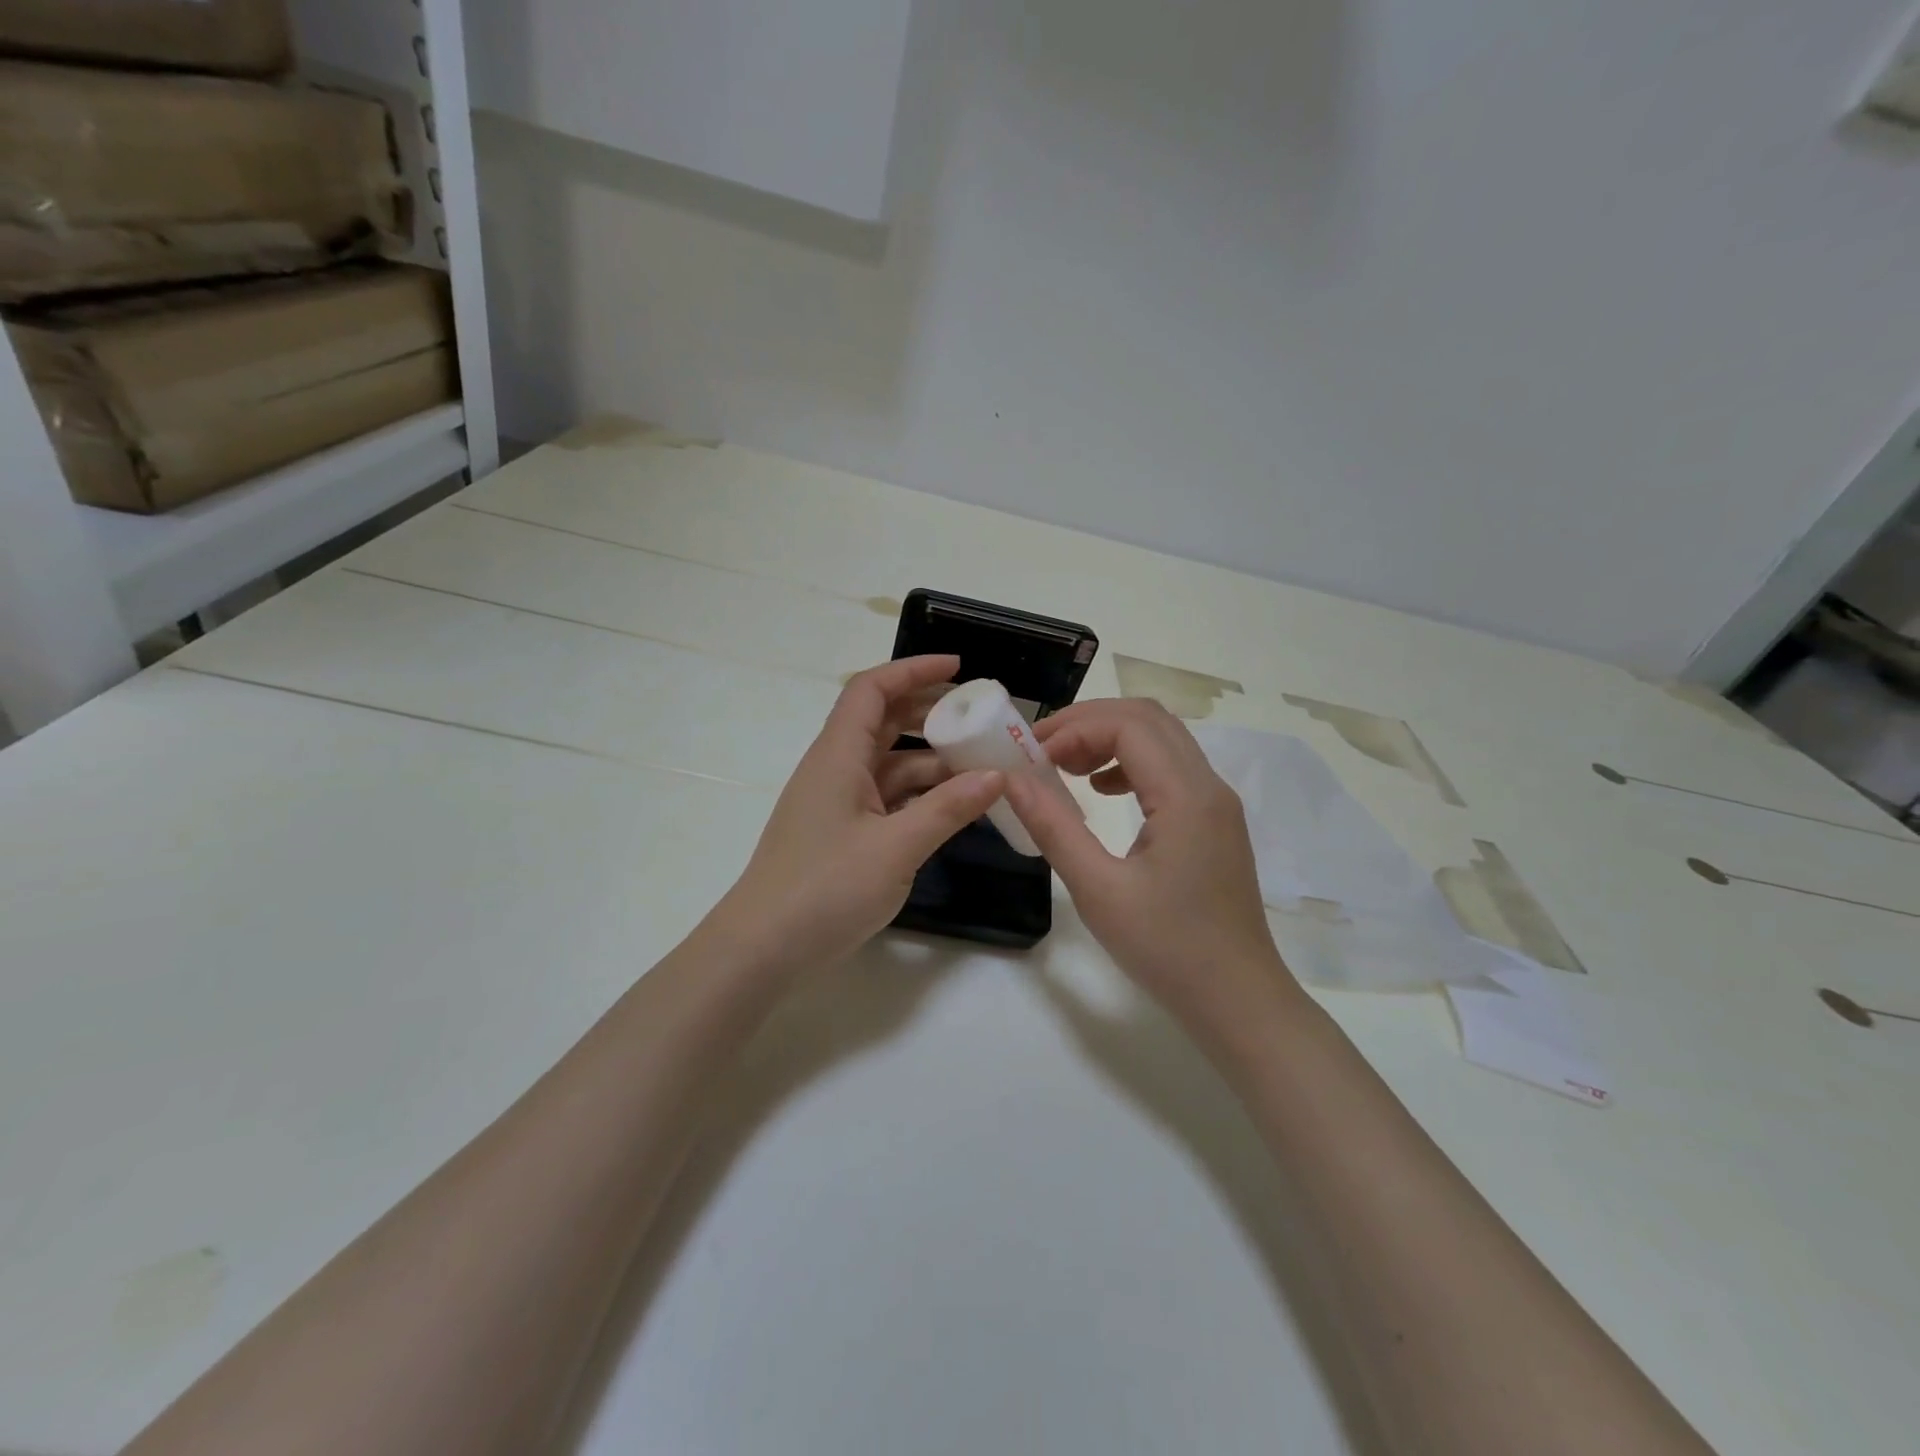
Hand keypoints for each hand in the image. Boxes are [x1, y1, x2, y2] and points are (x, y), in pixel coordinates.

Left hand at [715, 656, 1004, 969]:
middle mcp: (836, 769)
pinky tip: (954, 807)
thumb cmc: (824, 890)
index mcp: (838, 756)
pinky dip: (920, 796)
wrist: (762, 950)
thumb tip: (997, 776)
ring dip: (931, 761)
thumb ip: (948, 809)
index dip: (914, 670)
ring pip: (889, 764)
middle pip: (883, 722)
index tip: (960, 669)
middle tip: (980, 718)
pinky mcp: (842, 832)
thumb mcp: (896, 848)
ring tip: (982, 767)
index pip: (872, 689)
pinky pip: (886, 798)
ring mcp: (838, 803)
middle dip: (930, 713)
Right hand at [1004, 699, 1302, 1039]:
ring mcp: (1217, 804)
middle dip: (1089, 722)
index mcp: (1187, 796)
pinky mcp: (1214, 822)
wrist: (1239, 1001)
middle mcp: (1209, 786)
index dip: (1074, 728)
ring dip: (1111, 739)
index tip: (1031, 756)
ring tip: (1066, 768)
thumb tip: (1011, 779)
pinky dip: (1130, 763)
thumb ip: (1054, 827)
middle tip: (1042, 750)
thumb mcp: (1099, 891)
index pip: (1128, 726)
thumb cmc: (1168, 950)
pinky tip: (1102, 792)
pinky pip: (1171, 768)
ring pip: (1162, 739)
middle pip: (1148, 718)